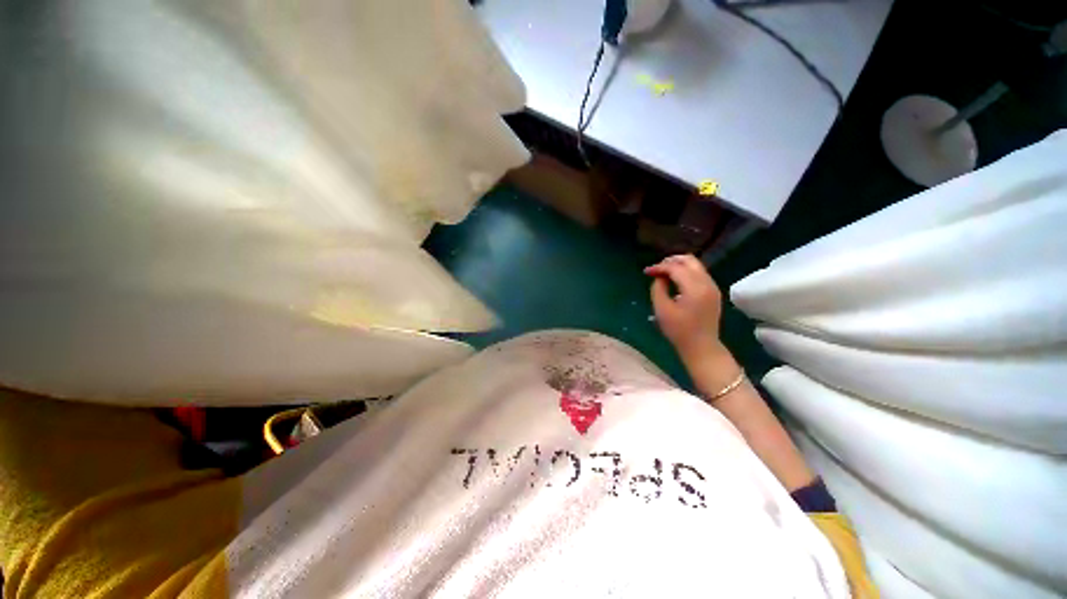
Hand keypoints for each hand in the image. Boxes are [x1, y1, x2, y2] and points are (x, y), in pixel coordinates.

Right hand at [644, 254, 724, 360]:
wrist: (701, 347)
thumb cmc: (679, 331)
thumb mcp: (662, 310)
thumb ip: (658, 288)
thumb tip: (659, 277)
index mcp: (695, 288)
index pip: (676, 268)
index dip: (659, 267)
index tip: (646, 272)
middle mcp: (707, 283)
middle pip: (690, 260)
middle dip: (671, 261)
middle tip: (656, 269)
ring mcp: (713, 287)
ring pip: (696, 266)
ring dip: (679, 266)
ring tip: (664, 274)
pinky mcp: (713, 292)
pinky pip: (699, 274)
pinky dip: (686, 273)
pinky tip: (675, 281)